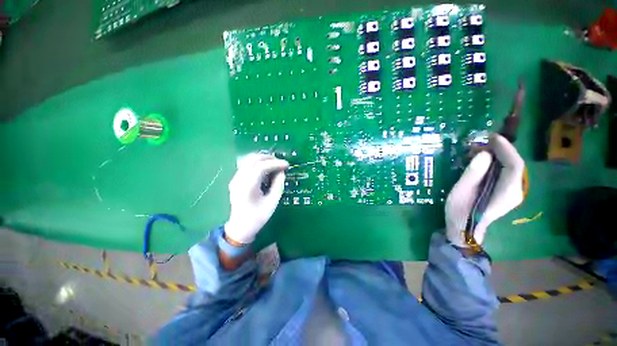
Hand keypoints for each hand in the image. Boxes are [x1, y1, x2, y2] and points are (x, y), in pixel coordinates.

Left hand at [224, 153, 288, 244]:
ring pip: (249, 159)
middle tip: (281, 163)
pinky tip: (266, 168)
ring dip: (263, 159)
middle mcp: (239, 179)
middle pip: (253, 159)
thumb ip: (278, 185)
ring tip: (275, 164)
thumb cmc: (258, 217)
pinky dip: (258, 163)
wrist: (240, 227)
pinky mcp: (236, 179)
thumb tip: (282, 171)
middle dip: (269, 158)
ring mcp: (235, 178)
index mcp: (248, 187)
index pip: (261, 167)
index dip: (275, 163)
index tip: (286, 165)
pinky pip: (247, 165)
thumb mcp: (272, 202)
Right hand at [445, 134, 524, 246]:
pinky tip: (483, 160)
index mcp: (506, 193)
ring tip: (479, 149)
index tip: (492, 137)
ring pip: (510, 168)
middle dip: (500, 150)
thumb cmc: (460, 212)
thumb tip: (483, 154)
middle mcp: (515, 191)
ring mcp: (512, 192)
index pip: (514, 165)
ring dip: (497, 155)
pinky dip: (496, 163)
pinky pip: (505, 173)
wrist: (465, 229)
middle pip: (514, 165)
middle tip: (481, 142)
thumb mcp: (461, 192)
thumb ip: (473, 174)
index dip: (505, 148)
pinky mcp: (506, 192)